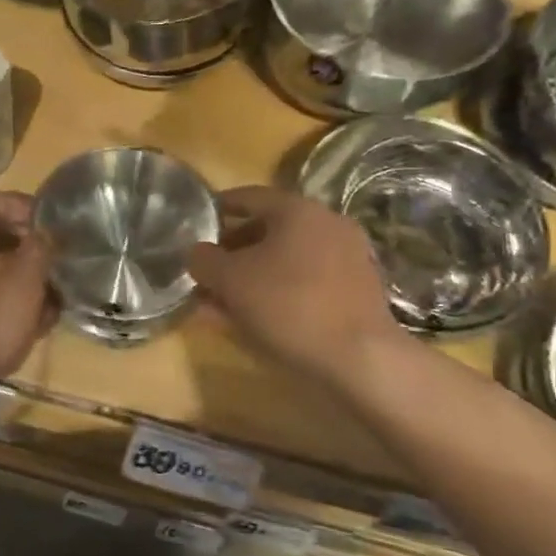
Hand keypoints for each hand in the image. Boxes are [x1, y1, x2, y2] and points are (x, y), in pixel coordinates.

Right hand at [187, 186, 400, 383]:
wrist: (359, 358)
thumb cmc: (289, 304)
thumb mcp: (230, 280)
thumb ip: (204, 260)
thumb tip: (197, 253)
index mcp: (298, 210)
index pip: (248, 196)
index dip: (217, 208)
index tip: (196, 221)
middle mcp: (326, 225)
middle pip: (268, 230)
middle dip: (232, 251)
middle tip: (206, 269)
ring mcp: (345, 260)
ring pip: (284, 261)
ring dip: (251, 276)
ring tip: (221, 301)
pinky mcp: (354, 293)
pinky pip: (303, 284)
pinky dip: (276, 294)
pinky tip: (252, 319)